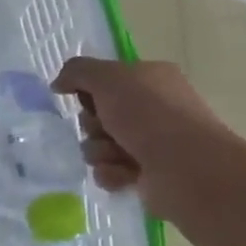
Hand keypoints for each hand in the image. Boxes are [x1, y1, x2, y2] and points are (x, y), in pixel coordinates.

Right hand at [51, 58, 228, 213]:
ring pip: (97, 145)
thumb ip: (77, 71)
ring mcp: (150, 143)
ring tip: (118, 156)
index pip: (104, 80)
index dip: (89, 90)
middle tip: (106, 128)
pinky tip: (126, 174)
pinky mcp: (145, 174)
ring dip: (100, 151)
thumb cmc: (150, 115)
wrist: (187, 168)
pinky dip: (111, 173)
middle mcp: (152, 109)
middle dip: (92, 124)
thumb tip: (58, 84)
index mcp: (151, 80)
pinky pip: (108, 172)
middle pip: (96, 115)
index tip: (86, 96)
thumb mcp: (108, 78)